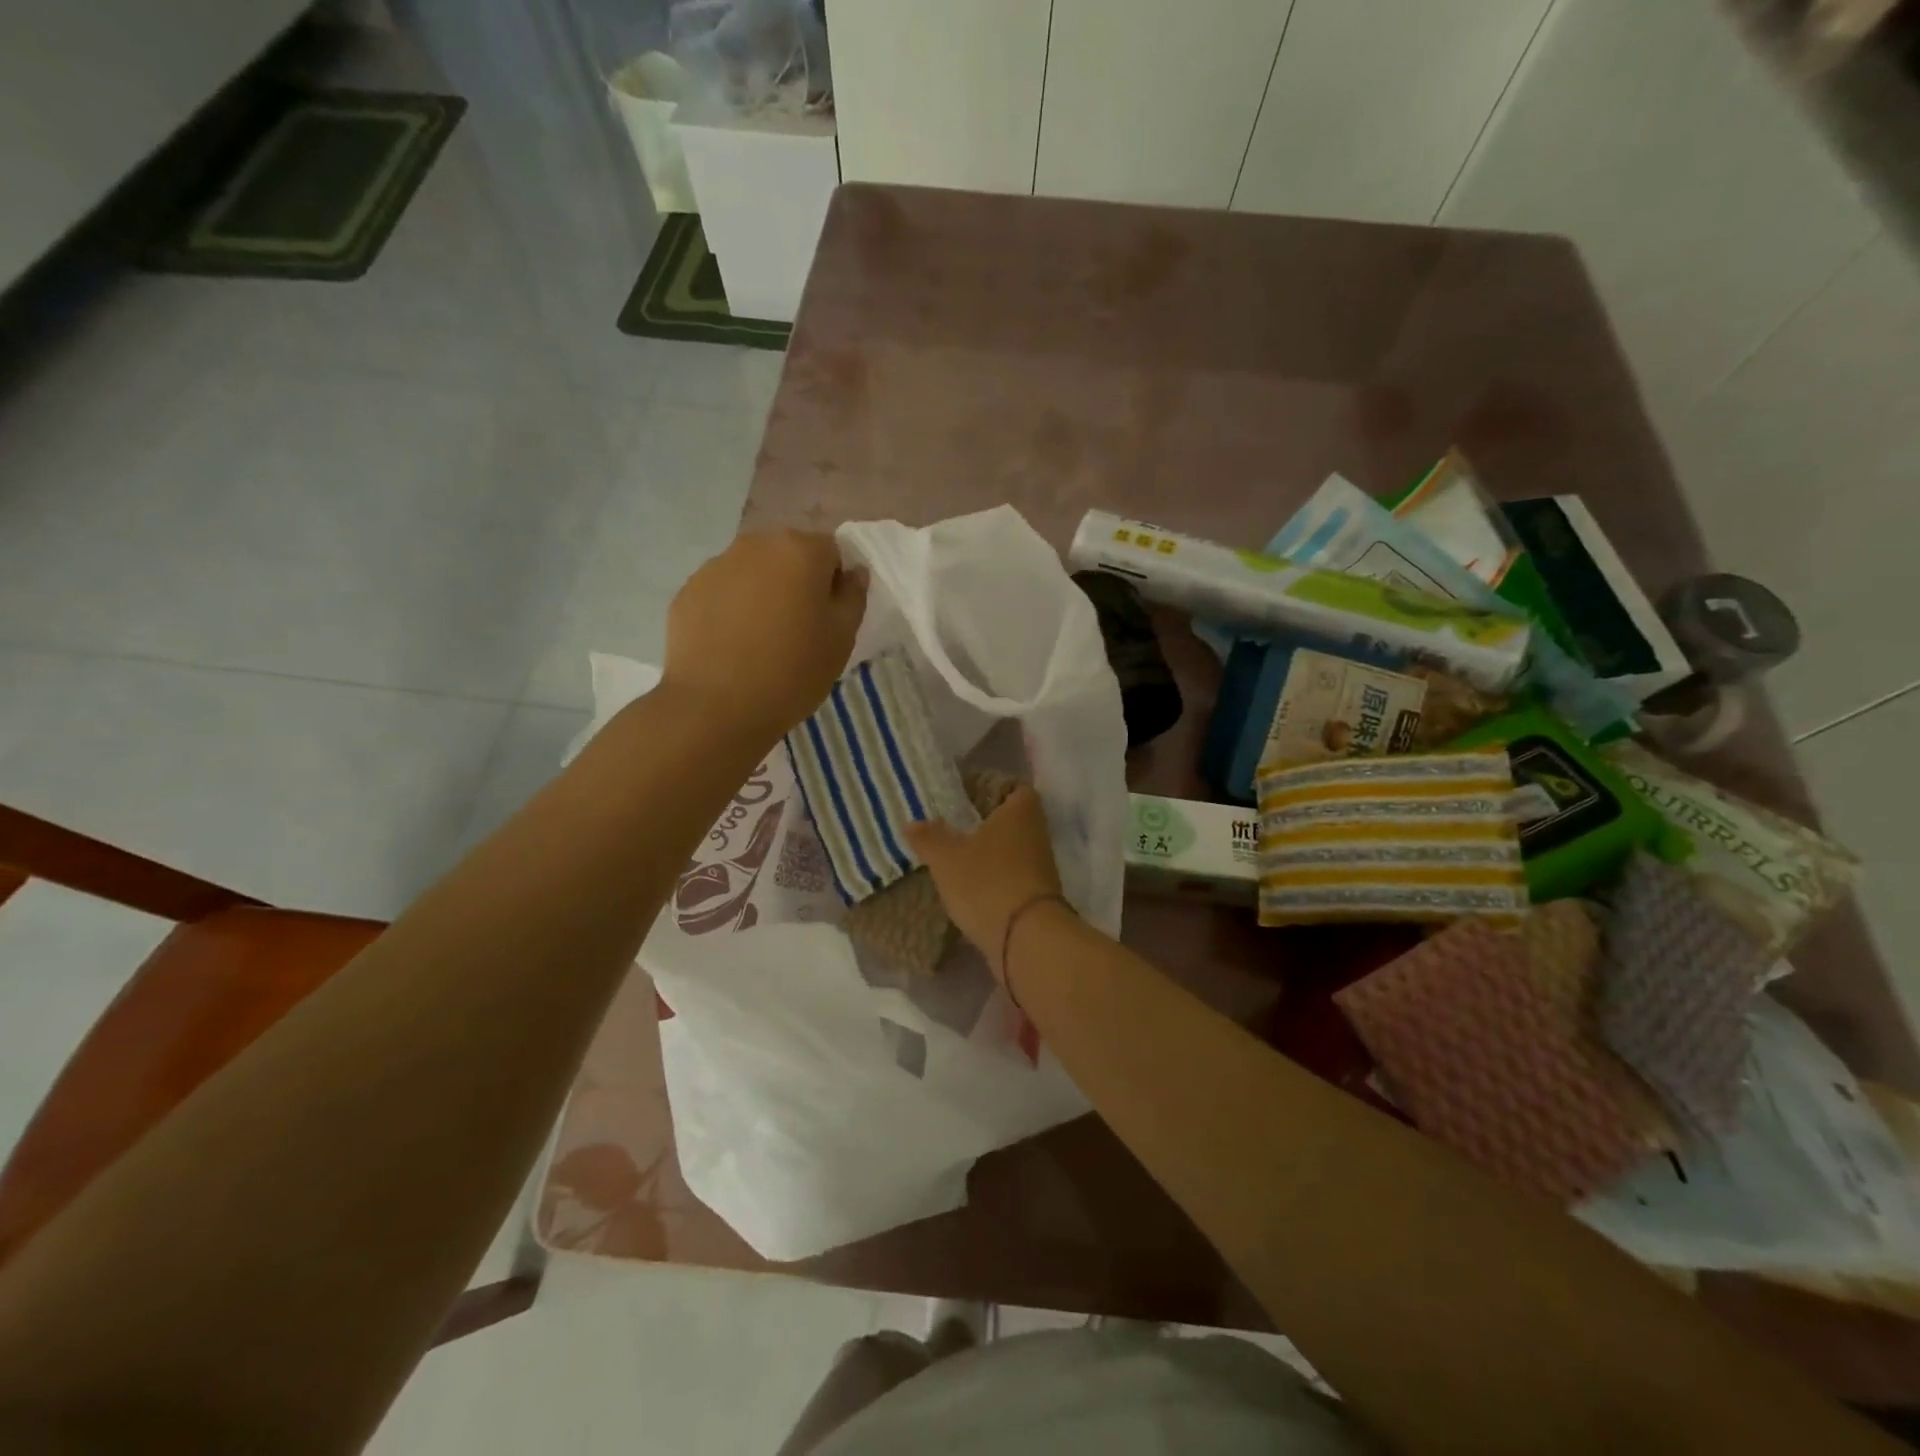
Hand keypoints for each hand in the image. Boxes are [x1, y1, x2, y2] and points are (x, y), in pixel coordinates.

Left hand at [662, 530, 866, 742]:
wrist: (716, 706)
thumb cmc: (793, 671)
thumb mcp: (841, 639)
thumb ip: (853, 596)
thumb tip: (854, 572)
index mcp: (800, 550)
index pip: (831, 551)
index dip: (835, 582)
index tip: (829, 617)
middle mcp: (755, 545)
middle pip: (788, 555)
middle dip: (797, 582)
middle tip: (798, 629)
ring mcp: (715, 566)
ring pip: (752, 572)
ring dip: (762, 594)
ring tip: (760, 640)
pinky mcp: (687, 592)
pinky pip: (721, 593)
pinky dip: (730, 610)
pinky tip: (731, 647)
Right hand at [905, 787, 1064, 981]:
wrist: (1025, 939)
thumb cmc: (986, 882)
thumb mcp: (947, 858)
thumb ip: (929, 838)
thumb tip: (912, 823)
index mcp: (1021, 811)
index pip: (1014, 787)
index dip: (991, 788)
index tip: (965, 797)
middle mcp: (1036, 834)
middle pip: (1011, 820)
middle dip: (984, 824)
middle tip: (951, 828)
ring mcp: (1040, 867)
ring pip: (1011, 851)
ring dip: (988, 855)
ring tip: (954, 859)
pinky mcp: (1037, 897)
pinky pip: (1010, 879)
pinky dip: (992, 881)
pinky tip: (967, 889)